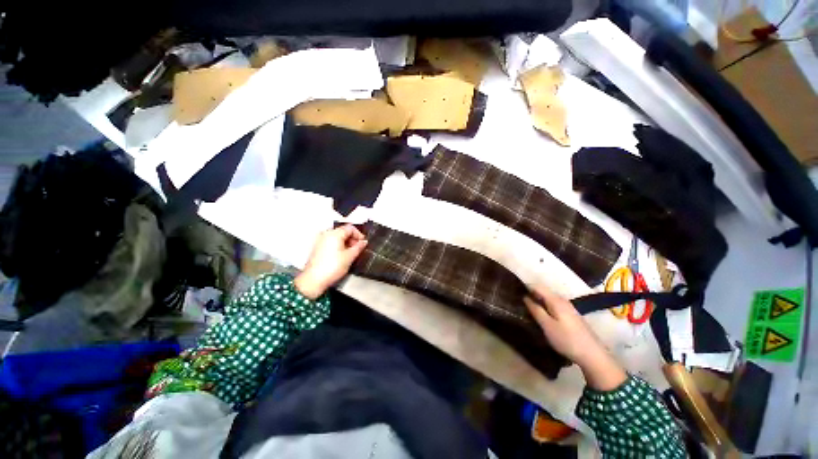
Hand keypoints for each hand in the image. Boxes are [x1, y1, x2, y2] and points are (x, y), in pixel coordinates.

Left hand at [294, 225, 367, 299]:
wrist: (314, 280)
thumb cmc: (330, 268)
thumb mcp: (350, 256)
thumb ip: (359, 247)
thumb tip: (363, 243)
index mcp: (334, 234)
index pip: (350, 228)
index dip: (359, 235)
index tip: (362, 242)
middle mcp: (326, 234)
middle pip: (343, 231)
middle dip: (352, 239)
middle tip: (358, 248)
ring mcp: (320, 241)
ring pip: (337, 237)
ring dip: (346, 243)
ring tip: (351, 253)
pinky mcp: (318, 248)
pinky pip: (331, 242)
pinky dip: (338, 246)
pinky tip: (342, 255)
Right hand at [524, 285, 626, 390]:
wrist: (593, 355)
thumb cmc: (566, 339)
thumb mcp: (547, 326)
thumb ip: (536, 310)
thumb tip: (525, 297)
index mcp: (556, 300)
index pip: (537, 286)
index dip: (525, 286)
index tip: (514, 290)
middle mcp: (562, 300)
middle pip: (543, 291)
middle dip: (531, 293)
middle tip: (518, 300)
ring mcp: (568, 308)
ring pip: (548, 299)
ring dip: (537, 300)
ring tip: (526, 306)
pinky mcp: (571, 315)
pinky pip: (553, 305)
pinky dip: (545, 306)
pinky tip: (540, 314)